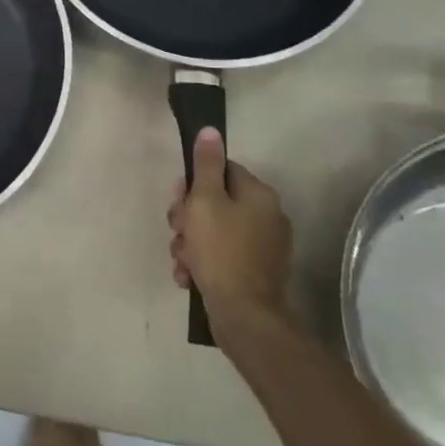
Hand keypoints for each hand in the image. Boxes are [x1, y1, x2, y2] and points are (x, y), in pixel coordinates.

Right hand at [167, 128, 293, 334]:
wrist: (244, 314)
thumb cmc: (221, 250)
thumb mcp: (205, 200)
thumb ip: (206, 164)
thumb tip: (210, 130)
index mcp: (258, 195)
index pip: (222, 170)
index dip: (194, 184)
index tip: (179, 200)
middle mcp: (267, 216)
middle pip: (215, 202)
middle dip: (188, 217)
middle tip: (178, 231)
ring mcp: (263, 246)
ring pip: (213, 231)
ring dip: (190, 243)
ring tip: (181, 260)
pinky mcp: (255, 272)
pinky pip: (222, 255)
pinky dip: (202, 263)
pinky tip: (188, 276)